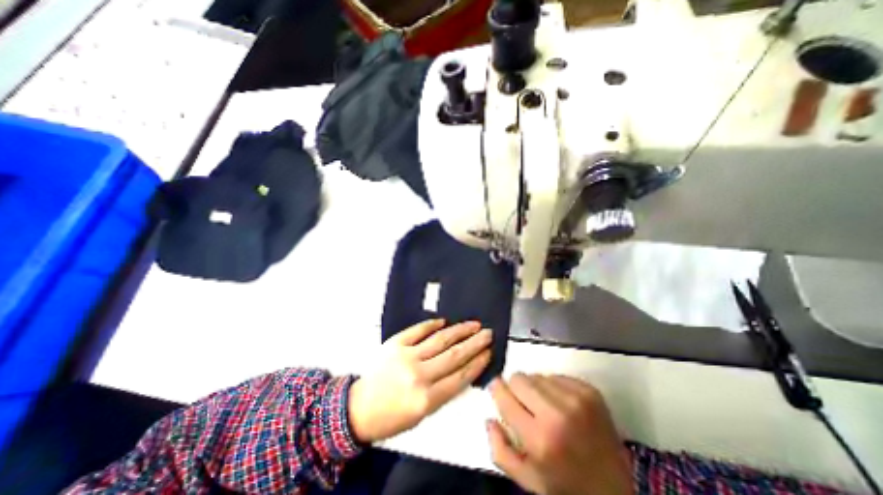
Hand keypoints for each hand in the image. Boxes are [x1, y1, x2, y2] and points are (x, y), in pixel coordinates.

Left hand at [349, 321, 493, 444]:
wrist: (359, 408)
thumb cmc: (392, 416)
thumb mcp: (423, 415)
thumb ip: (444, 392)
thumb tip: (463, 370)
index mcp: (426, 398)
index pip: (460, 376)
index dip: (477, 363)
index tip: (489, 352)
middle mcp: (419, 375)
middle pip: (454, 355)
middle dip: (475, 343)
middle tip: (488, 333)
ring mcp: (406, 356)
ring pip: (440, 339)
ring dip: (460, 330)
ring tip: (474, 324)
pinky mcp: (395, 343)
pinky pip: (418, 330)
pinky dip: (432, 324)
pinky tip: (444, 321)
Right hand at [486, 375, 630, 494]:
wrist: (614, 489)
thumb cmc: (566, 486)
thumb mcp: (528, 480)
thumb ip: (500, 451)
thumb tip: (489, 418)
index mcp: (539, 439)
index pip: (505, 396)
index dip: (497, 390)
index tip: (498, 389)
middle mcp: (558, 414)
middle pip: (519, 378)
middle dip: (516, 389)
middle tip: (524, 404)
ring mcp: (577, 400)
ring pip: (537, 375)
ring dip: (535, 388)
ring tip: (545, 408)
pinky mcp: (589, 391)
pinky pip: (556, 376)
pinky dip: (553, 387)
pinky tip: (561, 406)